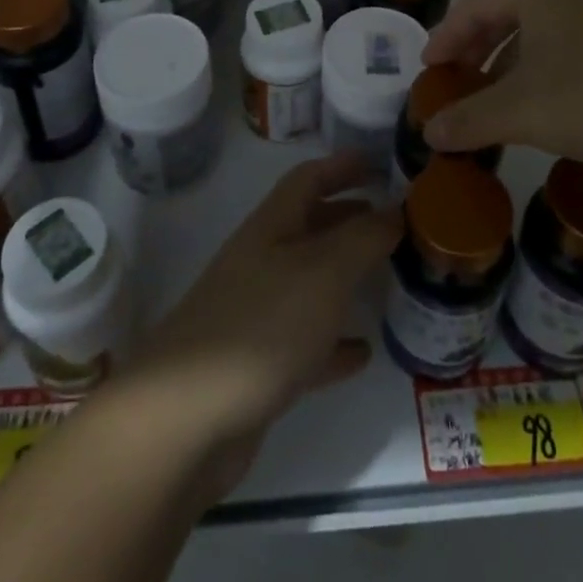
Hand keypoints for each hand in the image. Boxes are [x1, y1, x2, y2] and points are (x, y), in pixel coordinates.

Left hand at [118, 154, 401, 485]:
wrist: (187, 418)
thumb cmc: (262, 325)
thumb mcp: (324, 271)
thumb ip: (363, 238)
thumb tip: (395, 211)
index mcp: (273, 227)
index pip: (309, 178)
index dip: (342, 165)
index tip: (381, 163)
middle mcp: (263, 261)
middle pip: (310, 226)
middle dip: (350, 217)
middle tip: (394, 221)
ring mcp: (257, 313)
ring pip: (310, 282)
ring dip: (346, 276)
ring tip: (387, 276)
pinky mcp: (258, 366)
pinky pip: (306, 342)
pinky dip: (335, 340)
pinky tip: (363, 351)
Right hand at [420, 0, 582, 182]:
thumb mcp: (522, 112)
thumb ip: (469, 119)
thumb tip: (428, 132)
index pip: (475, 4)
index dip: (446, 36)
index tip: (428, 69)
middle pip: (506, 13)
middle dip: (476, 49)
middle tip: (455, 81)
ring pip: (539, 33)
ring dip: (509, 65)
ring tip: (493, 101)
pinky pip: (568, 49)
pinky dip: (543, 73)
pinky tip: (542, 109)